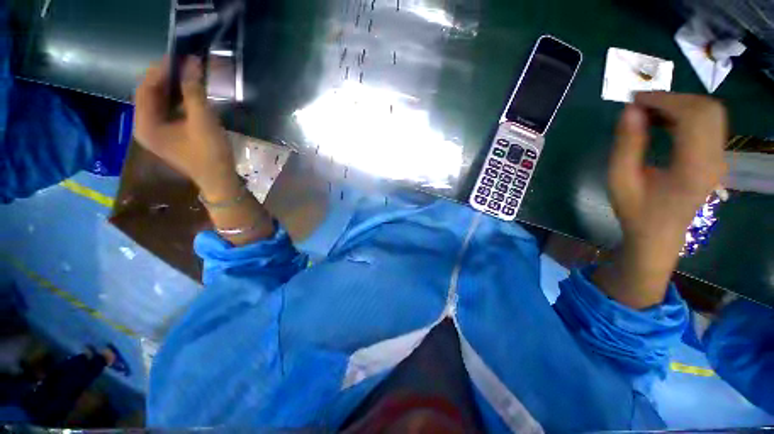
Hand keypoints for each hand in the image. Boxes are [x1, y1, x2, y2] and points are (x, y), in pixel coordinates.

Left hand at [134, 56, 239, 200]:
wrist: (220, 180)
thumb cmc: (210, 154)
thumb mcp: (203, 121)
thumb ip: (194, 91)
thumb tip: (191, 62)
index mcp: (145, 124)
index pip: (145, 88)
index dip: (160, 70)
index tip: (179, 56)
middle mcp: (145, 126)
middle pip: (150, 94)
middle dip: (166, 77)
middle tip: (185, 64)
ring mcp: (156, 132)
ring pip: (159, 101)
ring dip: (172, 87)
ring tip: (188, 75)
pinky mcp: (168, 135)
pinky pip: (167, 110)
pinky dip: (177, 99)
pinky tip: (189, 93)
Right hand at [594, 93, 727, 307]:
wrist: (659, 235)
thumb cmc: (636, 211)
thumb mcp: (620, 181)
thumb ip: (626, 145)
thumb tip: (630, 110)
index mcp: (693, 167)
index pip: (693, 116)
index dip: (665, 100)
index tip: (635, 100)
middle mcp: (715, 159)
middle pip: (708, 109)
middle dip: (674, 99)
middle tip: (641, 105)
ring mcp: (719, 157)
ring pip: (710, 113)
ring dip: (680, 105)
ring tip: (649, 112)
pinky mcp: (716, 156)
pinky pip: (708, 123)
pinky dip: (685, 114)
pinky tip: (663, 121)